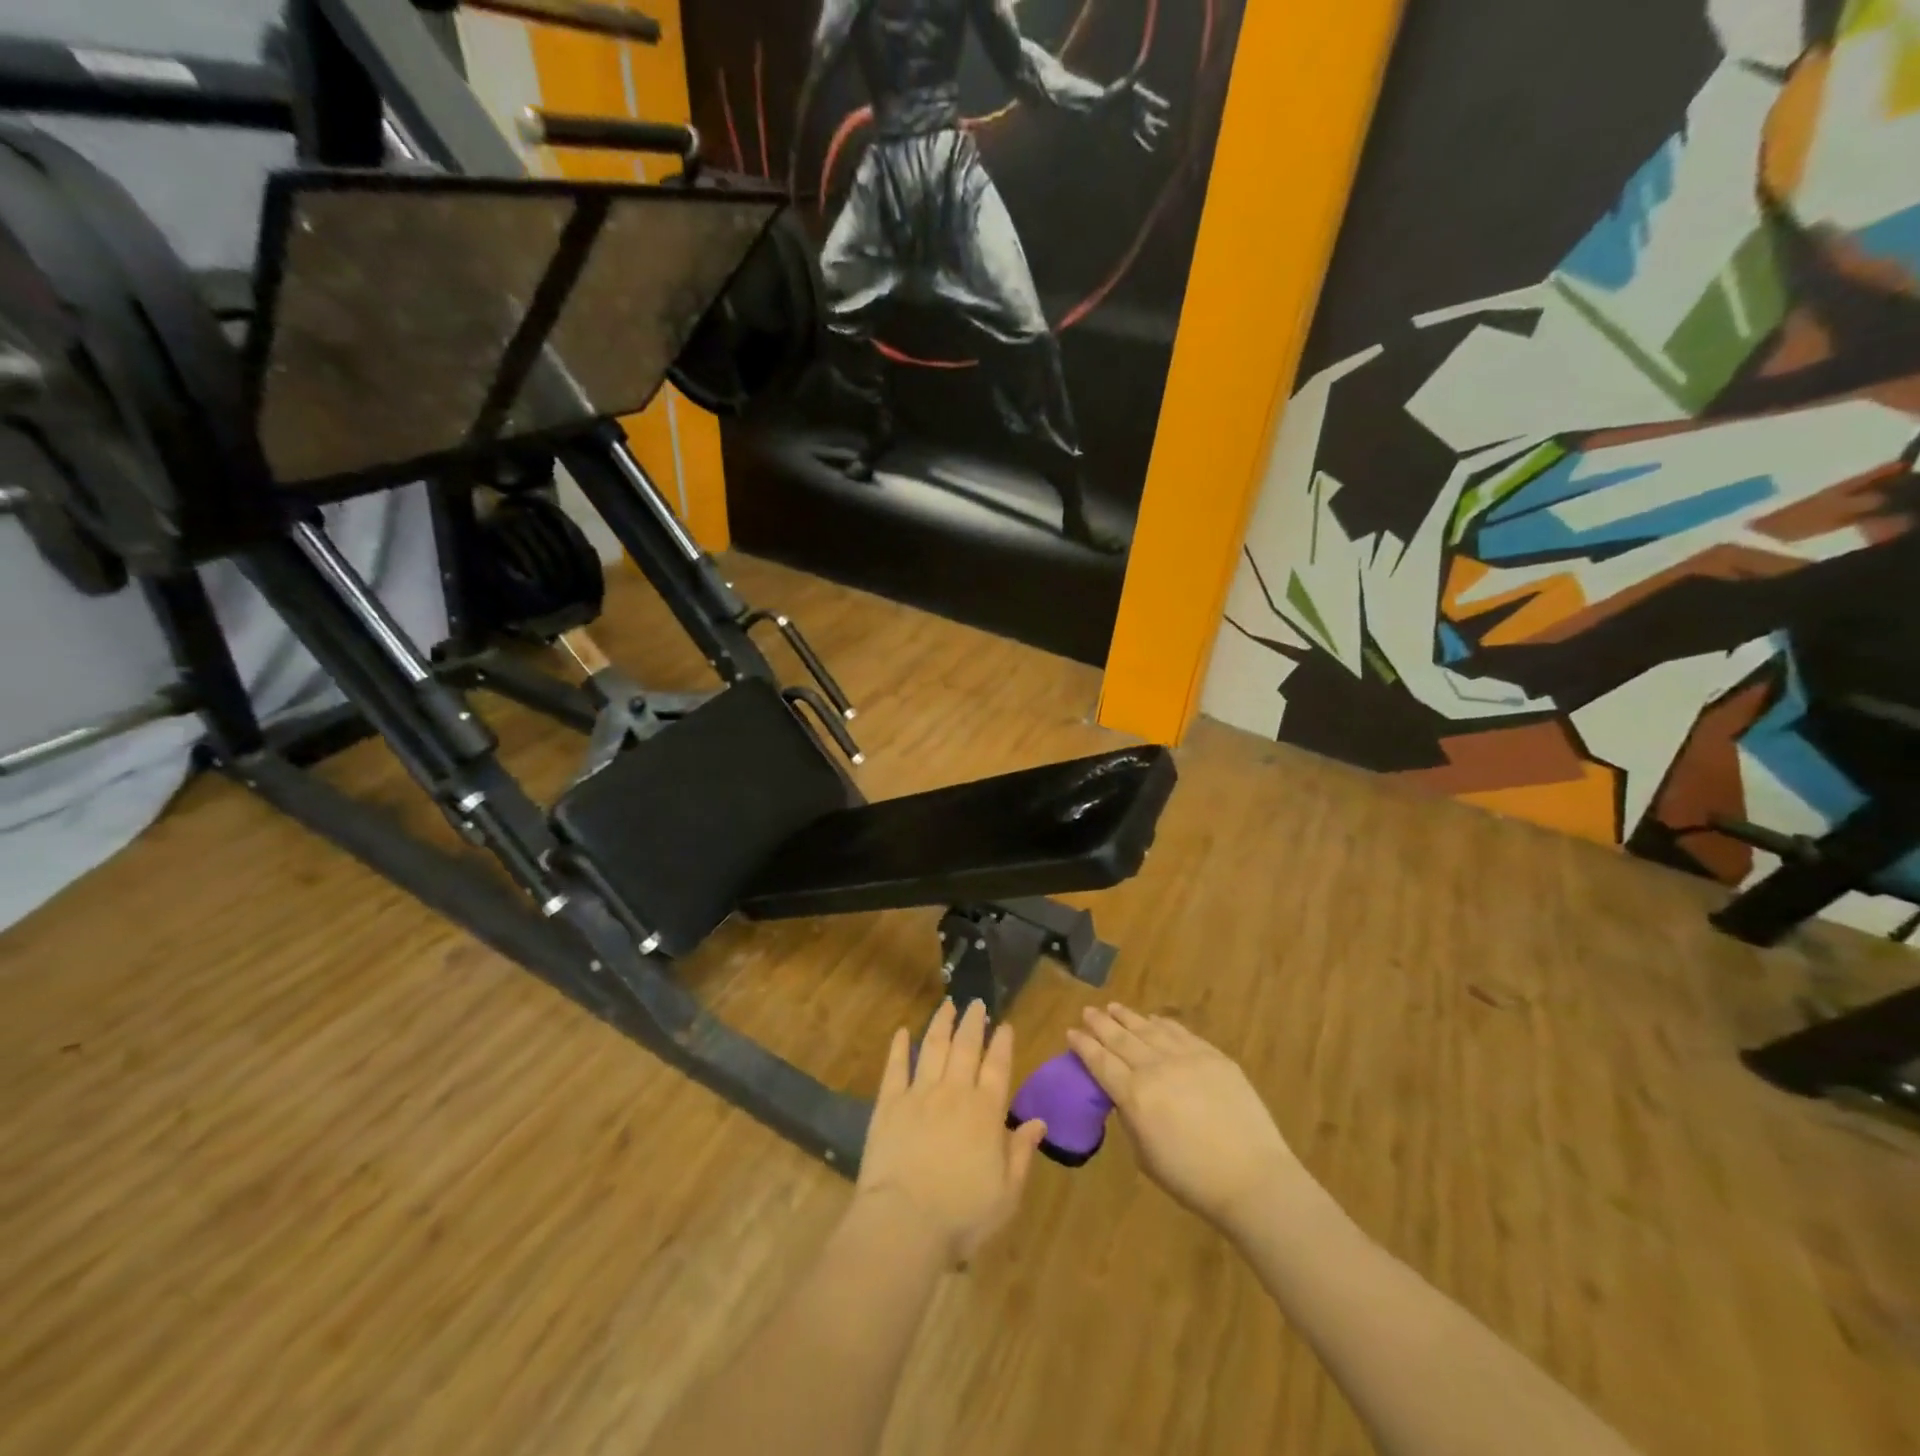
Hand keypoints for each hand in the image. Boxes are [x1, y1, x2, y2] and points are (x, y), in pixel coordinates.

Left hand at [857, 1000, 1049, 1266]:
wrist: (904, 1222)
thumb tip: (1039, 1122)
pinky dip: (899, 1047)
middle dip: (973, 1023)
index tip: (1005, 1024)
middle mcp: (954, 1093)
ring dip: (941, 1023)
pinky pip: (895, 1067)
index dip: (1002, 1043)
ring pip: (933, 1046)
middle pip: (966, 1048)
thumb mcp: (1007, 1193)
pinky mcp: (889, 1104)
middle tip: (976, 1003)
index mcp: (986, 1112)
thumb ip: (1022, 1153)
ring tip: (947, 1004)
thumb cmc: (962, 1215)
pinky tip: (902, 1031)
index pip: (998, 1067)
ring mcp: (919, 1094)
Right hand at [1068, 1004, 1303, 1232]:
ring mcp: (1186, 1057)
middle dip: (1100, 1023)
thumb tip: (1126, 1098)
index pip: (1100, 1062)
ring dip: (1127, 1017)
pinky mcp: (1212, 1056)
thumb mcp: (1146, 1156)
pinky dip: (1161, 1023)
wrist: (1253, 1178)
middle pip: (1120, 1038)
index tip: (1071, 1031)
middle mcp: (1155, 1067)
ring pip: (1148, 1028)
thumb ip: (1131, 1119)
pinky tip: (1153, 1019)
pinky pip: (1179, 1032)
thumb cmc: (1193, 1179)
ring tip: (1113, 1007)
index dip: (1083, 1045)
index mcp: (1134, 1095)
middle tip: (1087, 1011)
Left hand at [1105, 72, 1169, 150]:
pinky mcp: (1129, 131)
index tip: (1166, 107)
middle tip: (1166, 126)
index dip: (1159, 104)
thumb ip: (1135, 72)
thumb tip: (1142, 58)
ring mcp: (1135, 121)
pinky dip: (1144, 144)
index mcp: (1141, 98)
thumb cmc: (1115, 92)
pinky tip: (1150, 149)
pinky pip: (1139, 140)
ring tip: (1158, 136)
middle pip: (1152, 116)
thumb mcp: (1126, 83)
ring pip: (1147, 129)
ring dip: (1152, 133)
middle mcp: (1140, 110)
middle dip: (1158, 122)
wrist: (1105, 105)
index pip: (1152, 101)